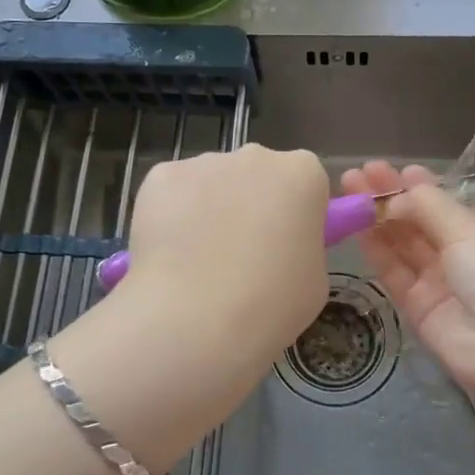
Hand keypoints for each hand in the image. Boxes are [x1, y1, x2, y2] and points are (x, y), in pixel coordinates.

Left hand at [119, 143, 329, 373]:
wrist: (196, 318)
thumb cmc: (271, 304)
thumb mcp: (313, 279)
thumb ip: (301, 246)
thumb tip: (278, 245)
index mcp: (302, 175)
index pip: (303, 182)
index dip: (292, 213)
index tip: (283, 245)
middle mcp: (255, 156)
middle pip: (255, 174)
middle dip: (249, 204)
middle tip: (239, 255)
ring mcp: (204, 163)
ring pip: (210, 183)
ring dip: (207, 210)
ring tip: (196, 263)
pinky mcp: (160, 176)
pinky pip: (171, 193)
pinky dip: (170, 217)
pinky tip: (168, 255)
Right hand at [340, 161, 474, 410]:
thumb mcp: (469, 231)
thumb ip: (429, 206)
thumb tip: (398, 193)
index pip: (442, 204)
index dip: (414, 186)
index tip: (387, 168)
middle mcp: (459, 254)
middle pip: (416, 221)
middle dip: (388, 197)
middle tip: (357, 174)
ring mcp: (437, 282)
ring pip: (400, 244)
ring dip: (375, 218)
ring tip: (348, 191)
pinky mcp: (417, 307)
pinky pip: (392, 272)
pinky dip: (374, 248)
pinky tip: (355, 225)